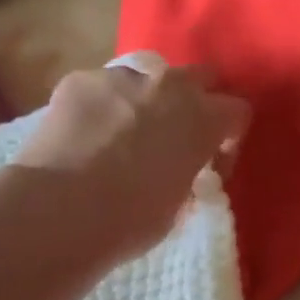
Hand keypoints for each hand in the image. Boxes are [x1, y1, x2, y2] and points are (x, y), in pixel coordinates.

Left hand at [11, 55, 249, 257]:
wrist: (62, 211)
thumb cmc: (130, 222)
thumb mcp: (176, 209)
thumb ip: (186, 179)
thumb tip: (180, 175)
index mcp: (200, 121)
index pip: (237, 112)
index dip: (229, 140)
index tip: (212, 167)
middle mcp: (167, 86)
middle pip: (198, 77)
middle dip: (194, 104)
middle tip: (176, 142)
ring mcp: (119, 77)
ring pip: (146, 79)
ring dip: (145, 104)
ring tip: (123, 141)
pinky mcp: (79, 80)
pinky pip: (101, 88)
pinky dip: (102, 109)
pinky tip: (86, 139)